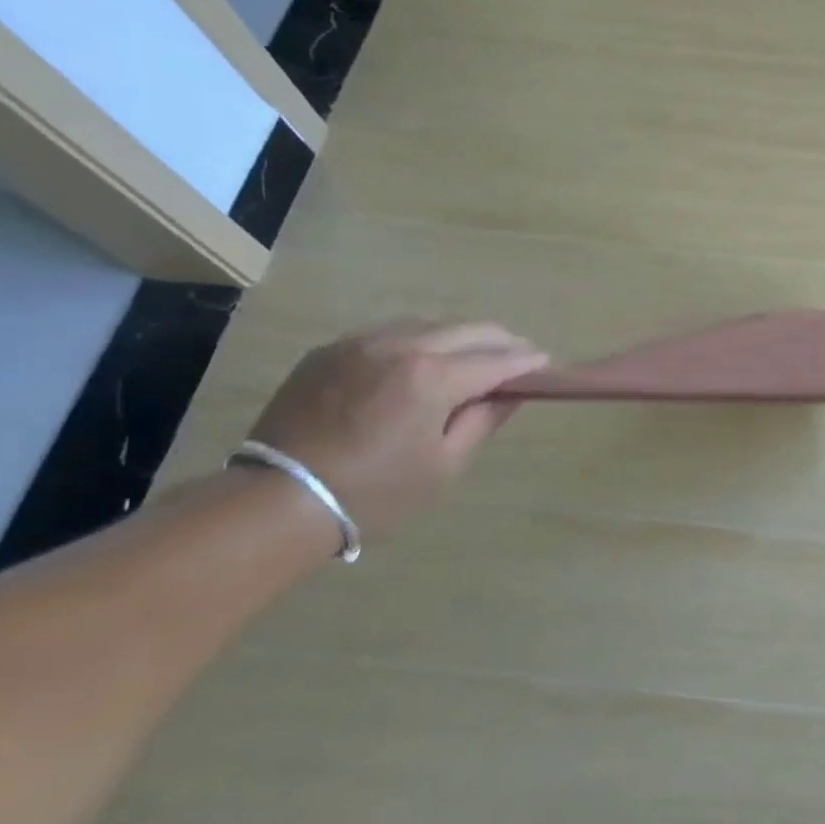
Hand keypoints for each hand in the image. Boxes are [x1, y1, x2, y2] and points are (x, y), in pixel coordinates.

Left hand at [247, 321, 547, 535]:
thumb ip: (483, 420)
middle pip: (467, 329)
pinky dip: (417, 341)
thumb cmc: (376, 492)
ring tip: (471, 357)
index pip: (496, 359)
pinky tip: (421, 361)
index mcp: (433, 378)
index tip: (544, 362)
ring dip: (459, 337)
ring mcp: (361, 342)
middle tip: (517, 355)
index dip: (526, 360)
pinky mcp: (331, 349)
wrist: (279, 499)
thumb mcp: (444, 464)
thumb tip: (511, 393)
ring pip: (428, 324)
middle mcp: (401, 346)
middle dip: (500, 340)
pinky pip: (389, 333)